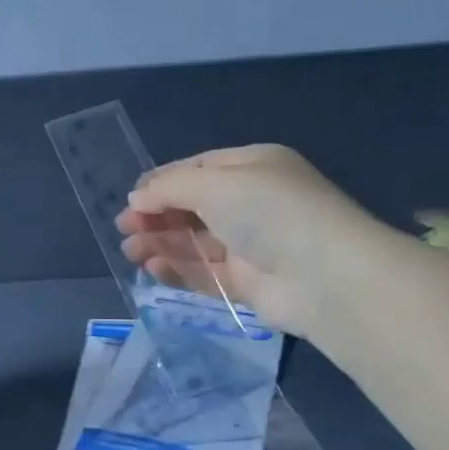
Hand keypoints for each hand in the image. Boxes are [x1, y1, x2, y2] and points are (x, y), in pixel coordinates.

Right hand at [114, 145, 378, 334]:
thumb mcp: (213, 183)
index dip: (162, 183)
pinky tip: (153, 267)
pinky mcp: (250, 283)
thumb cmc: (268, 211)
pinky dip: (179, 269)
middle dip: (156, 216)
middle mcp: (252, 203)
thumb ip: (169, 187)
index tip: (131, 200)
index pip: (197, 169)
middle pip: (193, 207)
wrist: (324, 275)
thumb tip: (137, 197)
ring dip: (161, 243)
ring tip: (130, 252)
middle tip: (124, 229)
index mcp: (252, 167)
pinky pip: (206, 273)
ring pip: (196, 242)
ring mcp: (252, 245)